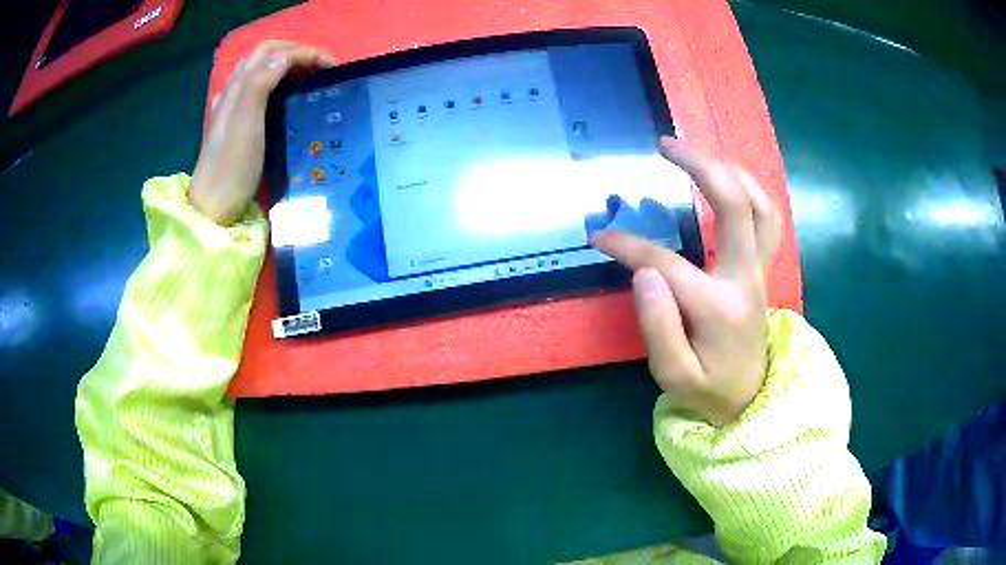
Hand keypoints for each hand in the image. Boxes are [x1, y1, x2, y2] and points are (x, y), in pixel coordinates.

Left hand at [190, 41, 336, 225]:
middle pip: (267, 54)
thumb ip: (261, 82)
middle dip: (298, 53)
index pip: (274, 52)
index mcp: (239, 86)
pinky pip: (258, 88)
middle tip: (323, 68)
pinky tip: (284, 96)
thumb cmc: (232, 166)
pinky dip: (277, 81)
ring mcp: (233, 106)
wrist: (213, 207)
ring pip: (262, 69)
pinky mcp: (236, 123)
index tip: (333, 67)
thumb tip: (285, 55)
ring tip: (310, 78)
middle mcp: (235, 90)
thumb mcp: (247, 122)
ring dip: (288, 64)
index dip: (305, 52)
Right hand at [592, 137, 781, 425]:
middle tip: (664, 145)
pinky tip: (727, 180)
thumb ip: (657, 327)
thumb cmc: (707, 391)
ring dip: (730, 171)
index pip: (665, 263)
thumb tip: (643, 272)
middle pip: (733, 205)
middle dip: (699, 166)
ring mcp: (758, 270)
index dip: (628, 246)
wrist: (749, 400)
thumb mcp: (672, 375)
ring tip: (696, 154)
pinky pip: (767, 218)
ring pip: (760, 205)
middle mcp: (745, 278)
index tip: (598, 236)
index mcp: (718, 306)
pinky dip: (749, 190)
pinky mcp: (761, 269)